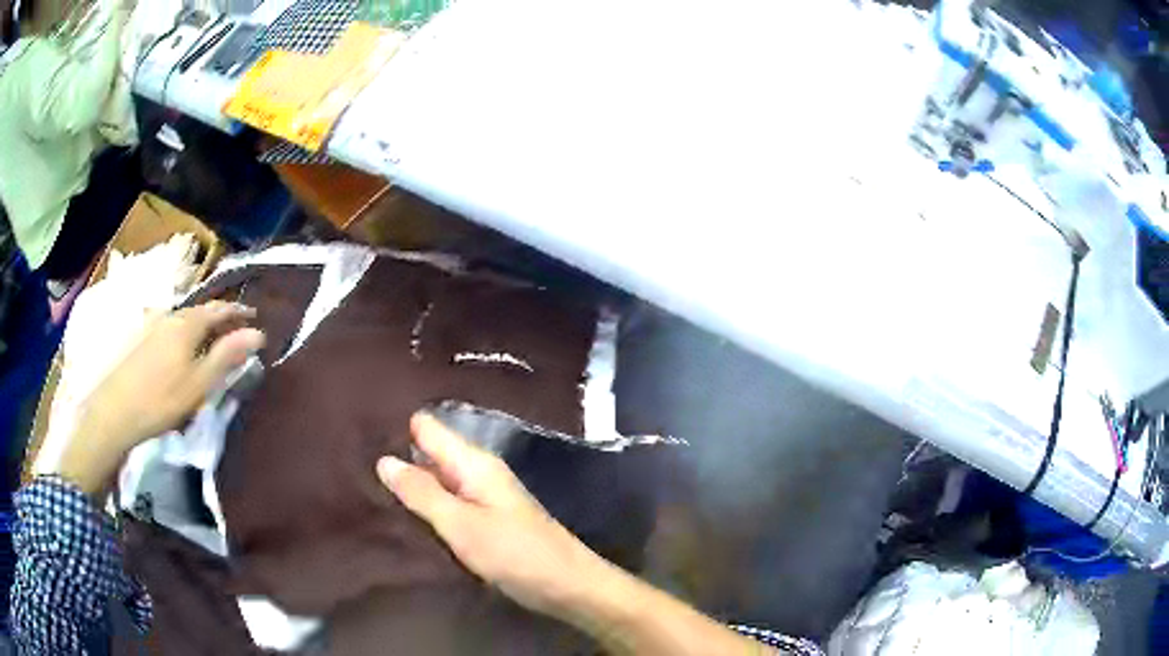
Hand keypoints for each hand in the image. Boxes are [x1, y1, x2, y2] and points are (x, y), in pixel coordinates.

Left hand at [57, 302, 264, 494]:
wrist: (116, 410)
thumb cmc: (162, 399)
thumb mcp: (199, 383)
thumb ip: (227, 356)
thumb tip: (258, 334)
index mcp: (188, 324)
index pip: (219, 310)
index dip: (239, 311)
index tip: (255, 316)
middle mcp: (171, 316)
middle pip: (200, 311)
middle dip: (219, 317)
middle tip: (234, 329)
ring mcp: (153, 325)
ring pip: (184, 319)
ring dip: (201, 325)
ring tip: (209, 339)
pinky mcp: (141, 338)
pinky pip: (170, 327)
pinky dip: (184, 332)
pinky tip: (180, 348)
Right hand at [377, 414, 607, 617]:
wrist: (567, 586)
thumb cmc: (515, 553)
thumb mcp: (462, 524)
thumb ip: (422, 492)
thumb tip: (383, 459)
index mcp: (473, 463)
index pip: (426, 428)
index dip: (394, 427)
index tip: (357, 433)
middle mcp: (476, 473)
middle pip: (428, 454)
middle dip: (395, 460)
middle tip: (350, 467)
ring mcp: (481, 499)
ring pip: (435, 482)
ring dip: (408, 486)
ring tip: (363, 489)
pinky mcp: (484, 523)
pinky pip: (446, 506)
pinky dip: (425, 508)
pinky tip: (397, 517)